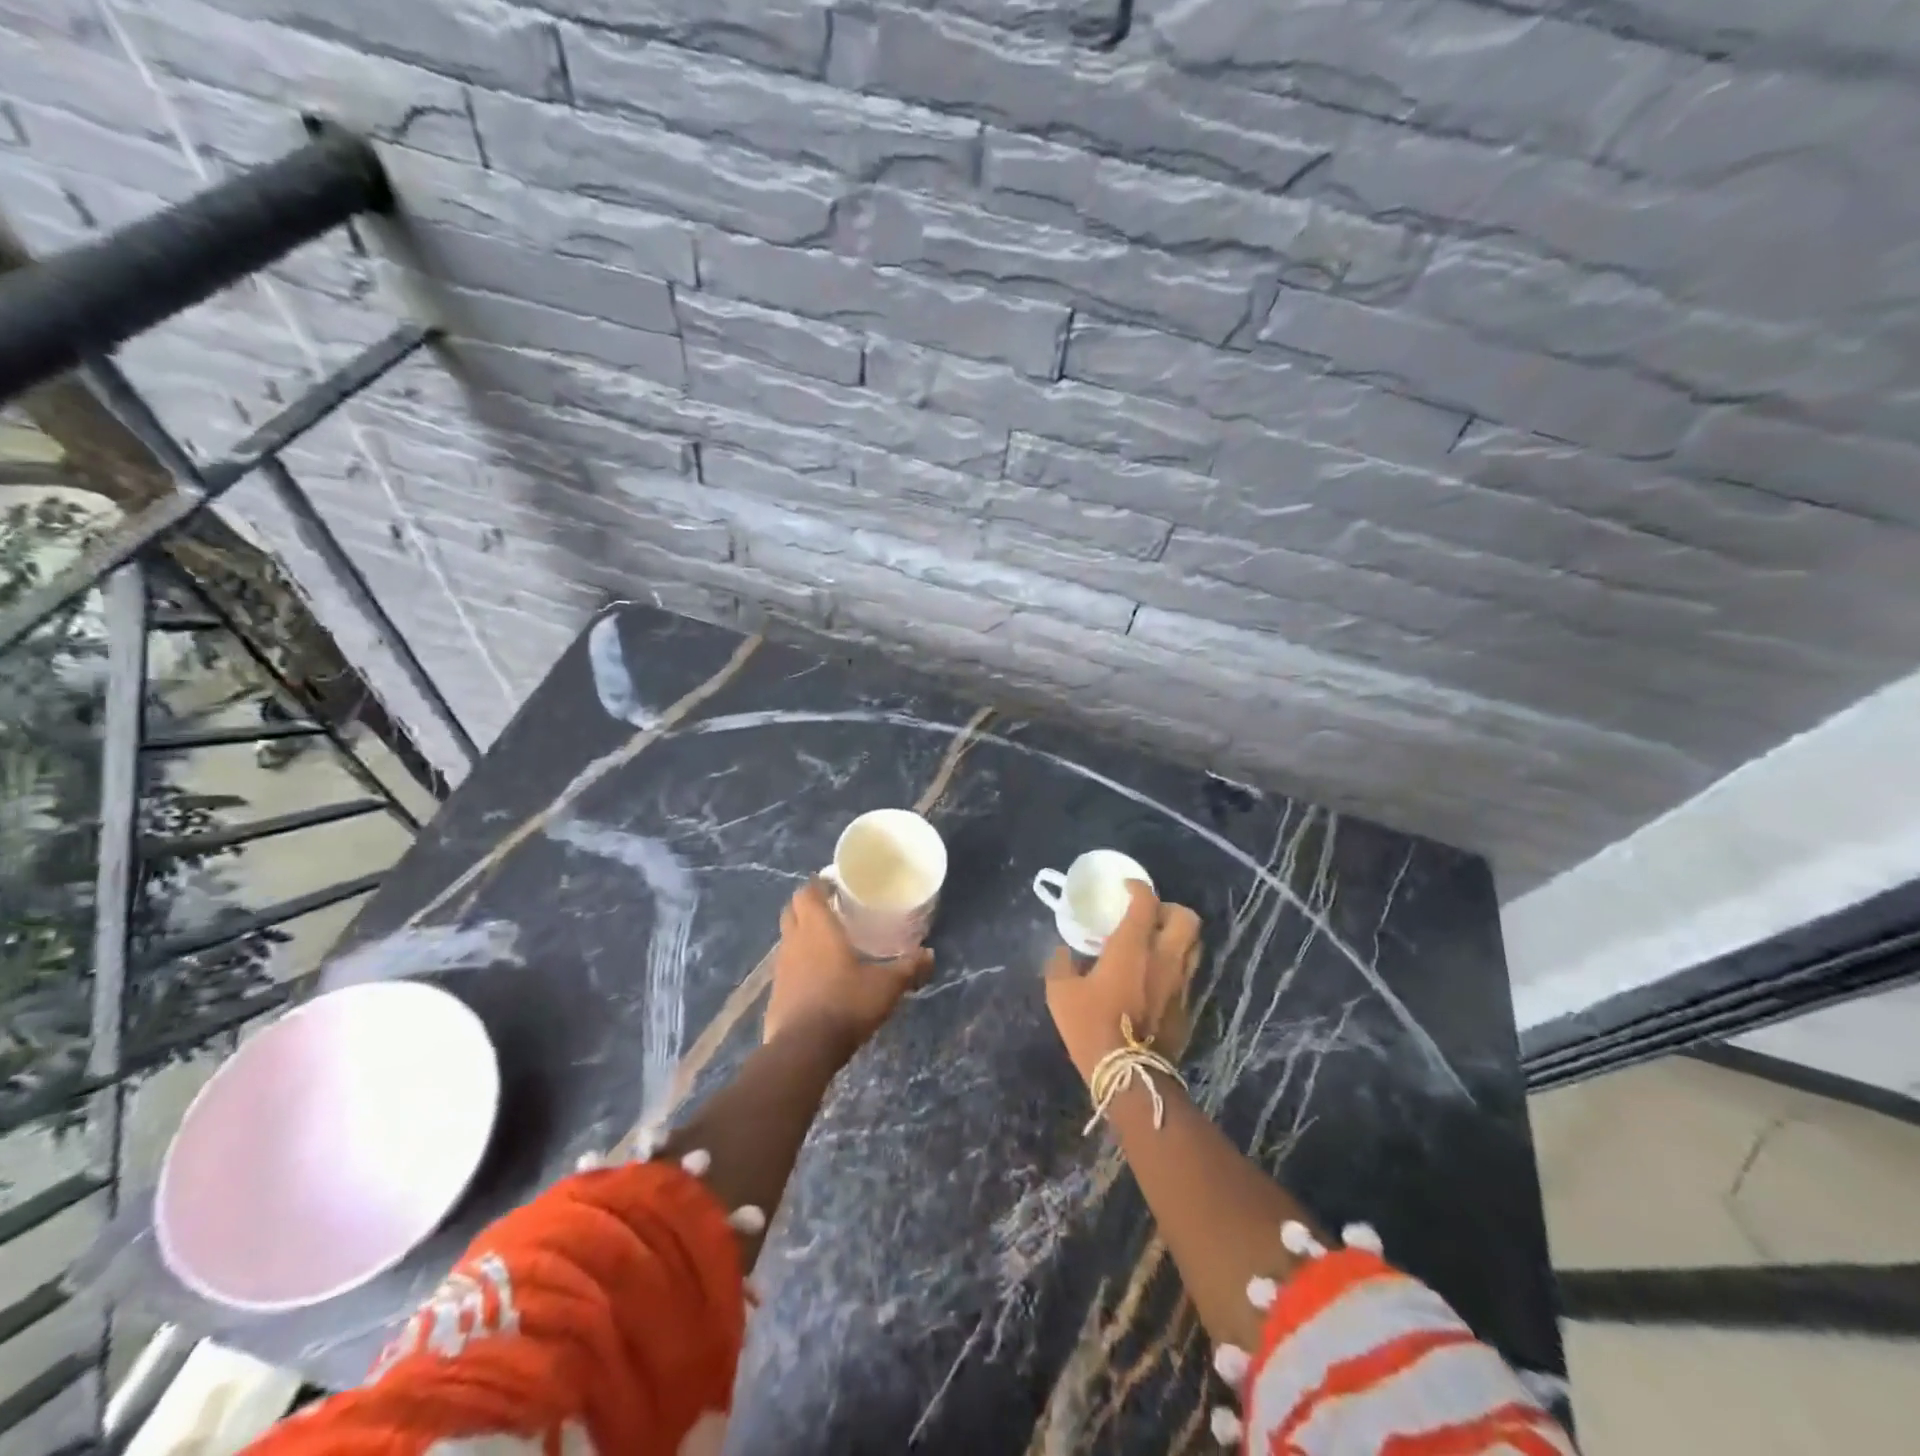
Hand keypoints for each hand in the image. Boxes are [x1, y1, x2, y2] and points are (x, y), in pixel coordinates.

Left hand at [764, 880, 930, 1056]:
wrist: (803, 1050)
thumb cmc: (845, 1004)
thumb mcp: (886, 986)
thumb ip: (908, 968)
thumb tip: (930, 954)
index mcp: (817, 928)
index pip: (807, 892)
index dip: (818, 885)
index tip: (836, 886)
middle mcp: (794, 941)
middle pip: (792, 911)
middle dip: (808, 906)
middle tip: (833, 910)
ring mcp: (780, 968)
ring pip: (788, 939)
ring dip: (802, 935)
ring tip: (828, 944)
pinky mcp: (775, 993)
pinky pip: (786, 968)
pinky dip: (799, 964)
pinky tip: (817, 978)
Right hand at [1045, 882, 1200, 1079]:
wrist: (1129, 1076)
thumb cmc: (1091, 1026)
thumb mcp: (1061, 993)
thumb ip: (1061, 964)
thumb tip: (1063, 952)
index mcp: (1132, 946)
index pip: (1146, 902)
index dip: (1139, 888)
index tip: (1127, 888)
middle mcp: (1164, 957)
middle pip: (1186, 918)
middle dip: (1170, 909)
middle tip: (1150, 916)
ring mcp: (1181, 983)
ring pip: (1195, 945)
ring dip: (1179, 937)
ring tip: (1157, 943)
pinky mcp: (1188, 1006)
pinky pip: (1189, 974)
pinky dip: (1177, 966)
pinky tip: (1157, 977)